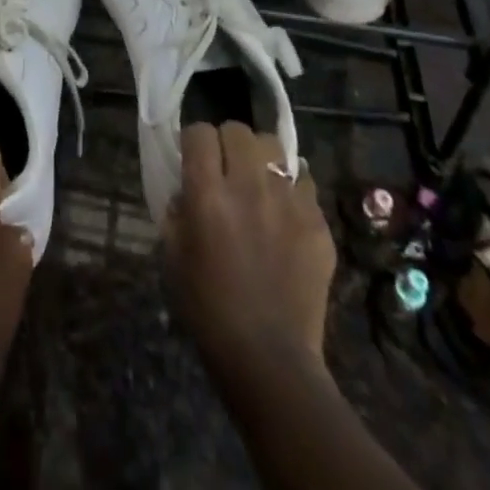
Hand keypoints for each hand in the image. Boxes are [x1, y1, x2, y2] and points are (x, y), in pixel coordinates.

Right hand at [161, 122, 337, 367]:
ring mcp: (288, 203)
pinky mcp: (317, 224)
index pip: (199, 133)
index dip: (193, 141)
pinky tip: (284, 209)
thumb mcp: (172, 256)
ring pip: (275, 148)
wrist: (268, 359)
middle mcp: (248, 187)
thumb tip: (186, 188)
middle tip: (225, 167)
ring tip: (258, 180)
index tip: (192, 158)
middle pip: (238, 130)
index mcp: (207, 194)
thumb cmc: (208, 309)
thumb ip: (176, 211)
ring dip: (261, 157)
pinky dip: (291, 187)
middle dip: (227, 142)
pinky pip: (305, 182)